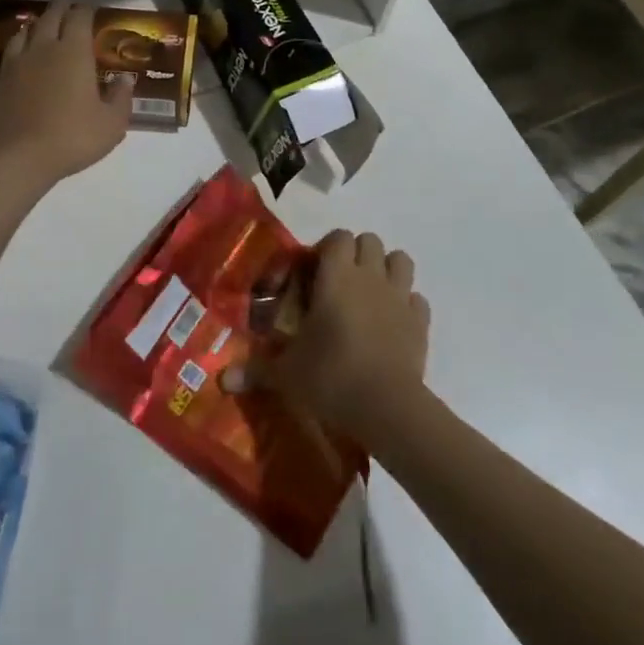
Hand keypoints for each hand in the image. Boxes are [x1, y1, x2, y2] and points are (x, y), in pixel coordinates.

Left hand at [0, 0, 132, 186]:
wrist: (17, 158)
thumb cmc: (72, 137)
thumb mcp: (111, 124)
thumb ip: (121, 98)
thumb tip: (125, 79)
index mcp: (73, 52)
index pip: (79, 18)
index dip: (85, 9)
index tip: (89, 6)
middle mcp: (43, 49)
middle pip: (50, 18)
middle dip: (59, 6)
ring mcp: (15, 64)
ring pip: (24, 34)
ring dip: (35, 25)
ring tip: (39, 23)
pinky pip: (8, 58)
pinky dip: (17, 51)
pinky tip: (18, 60)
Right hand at [228, 229, 429, 444]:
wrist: (388, 407)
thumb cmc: (331, 376)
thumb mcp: (287, 374)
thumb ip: (256, 370)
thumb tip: (222, 380)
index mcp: (337, 275)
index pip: (338, 237)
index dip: (327, 248)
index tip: (314, 272)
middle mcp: (369, 276)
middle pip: (369, 240)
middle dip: (356, 254)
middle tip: (340, 282)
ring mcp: (399, 297)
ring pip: (400, 260)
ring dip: (387, 270)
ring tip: (370, 294)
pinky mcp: (421, 322)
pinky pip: (417, 300)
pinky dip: (407, 305)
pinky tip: (393, 323)